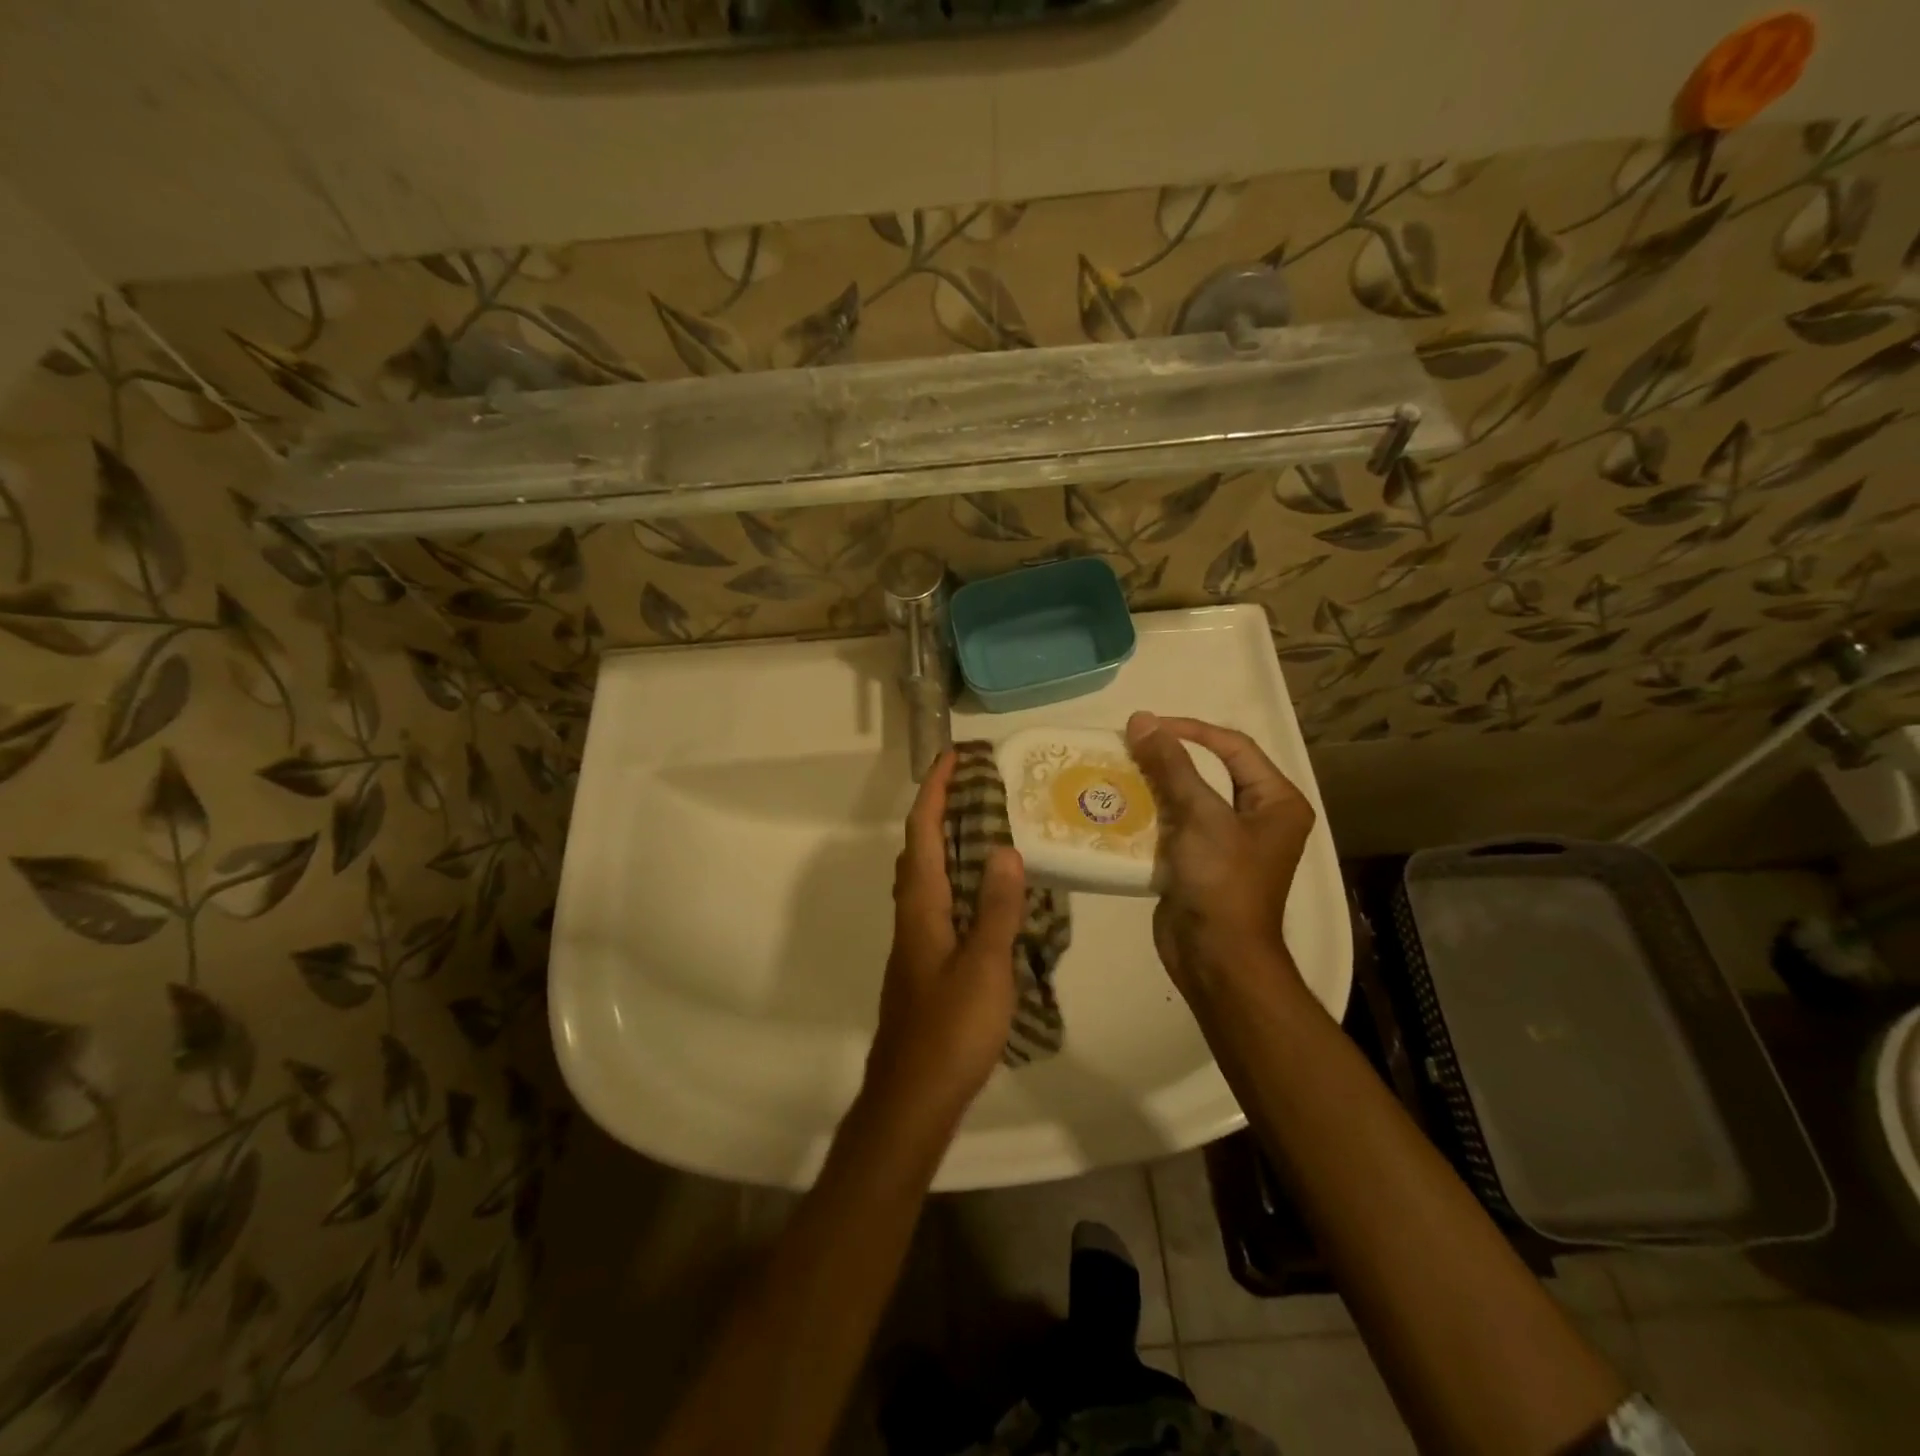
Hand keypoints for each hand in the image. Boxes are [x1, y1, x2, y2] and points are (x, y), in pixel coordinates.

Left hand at [865, 751, 1026, 1127]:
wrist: (913, 1096)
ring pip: (927, 877)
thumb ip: (997, 908)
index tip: (952, 758)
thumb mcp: (985, 966)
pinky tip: (985, 894)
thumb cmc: (950, 1029)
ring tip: (985, 828)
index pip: (923, 834)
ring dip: (947, 843)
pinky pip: (939, 902)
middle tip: (976, 787)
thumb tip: (1006, 848)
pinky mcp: (925, 964)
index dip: (934, 792)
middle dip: (940, 810)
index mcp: (922, 907)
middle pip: (919, 849)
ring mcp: (915, 941)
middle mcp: (912, 916)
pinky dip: (957, 879)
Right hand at [1126, 712, 1315, 997]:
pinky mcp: (1199, 862)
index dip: (1191, 730)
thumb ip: (1171, 766)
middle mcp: (1257, 817)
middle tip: (1129, 747)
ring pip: (1187, 798)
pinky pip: (1174, 825)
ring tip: (1118, 771)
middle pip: (1210, 771)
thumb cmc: (1222, 882)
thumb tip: (1142, 719)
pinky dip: (1150, 814)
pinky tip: (1119, 806)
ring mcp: (1227, 842)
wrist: (1216, 958)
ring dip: (1155, 785)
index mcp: (1276, 801)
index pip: (1234, 747)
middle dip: (1169, 758)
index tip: (1148, 726)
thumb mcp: (1200, 816)